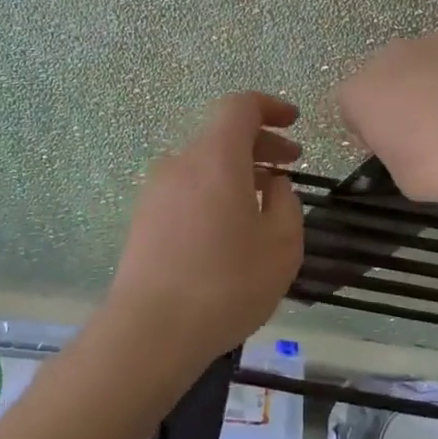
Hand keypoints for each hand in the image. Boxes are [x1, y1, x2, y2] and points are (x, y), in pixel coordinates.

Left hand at [107, 92, 305, 374]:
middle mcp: (180, 162)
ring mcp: (156, 190)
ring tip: (263, 203)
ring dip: (237, 171)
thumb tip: (274, 184)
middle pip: (222, 135)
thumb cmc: (226, 284)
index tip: (294, 121)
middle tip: (291, 163)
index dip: (270, 107)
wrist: (149, 331)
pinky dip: (214, 191)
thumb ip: (287, 203)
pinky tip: (229, 230)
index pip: (240, 106)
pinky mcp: (143, 218)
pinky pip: (187, 189)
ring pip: (204, 164)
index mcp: (216, 157)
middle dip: (260, 143)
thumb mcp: (282, 246)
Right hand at [336, 20, 437, 217]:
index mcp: (360, 94)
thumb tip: (410, 147)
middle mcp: (388, 56)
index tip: (397, 144)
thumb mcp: (404, 178)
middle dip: (406, 93)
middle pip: (390, 72)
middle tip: (435, 125)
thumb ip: (396, 152)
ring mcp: (432, 37)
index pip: (354, 106)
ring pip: (431, 55)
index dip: (374, 126)